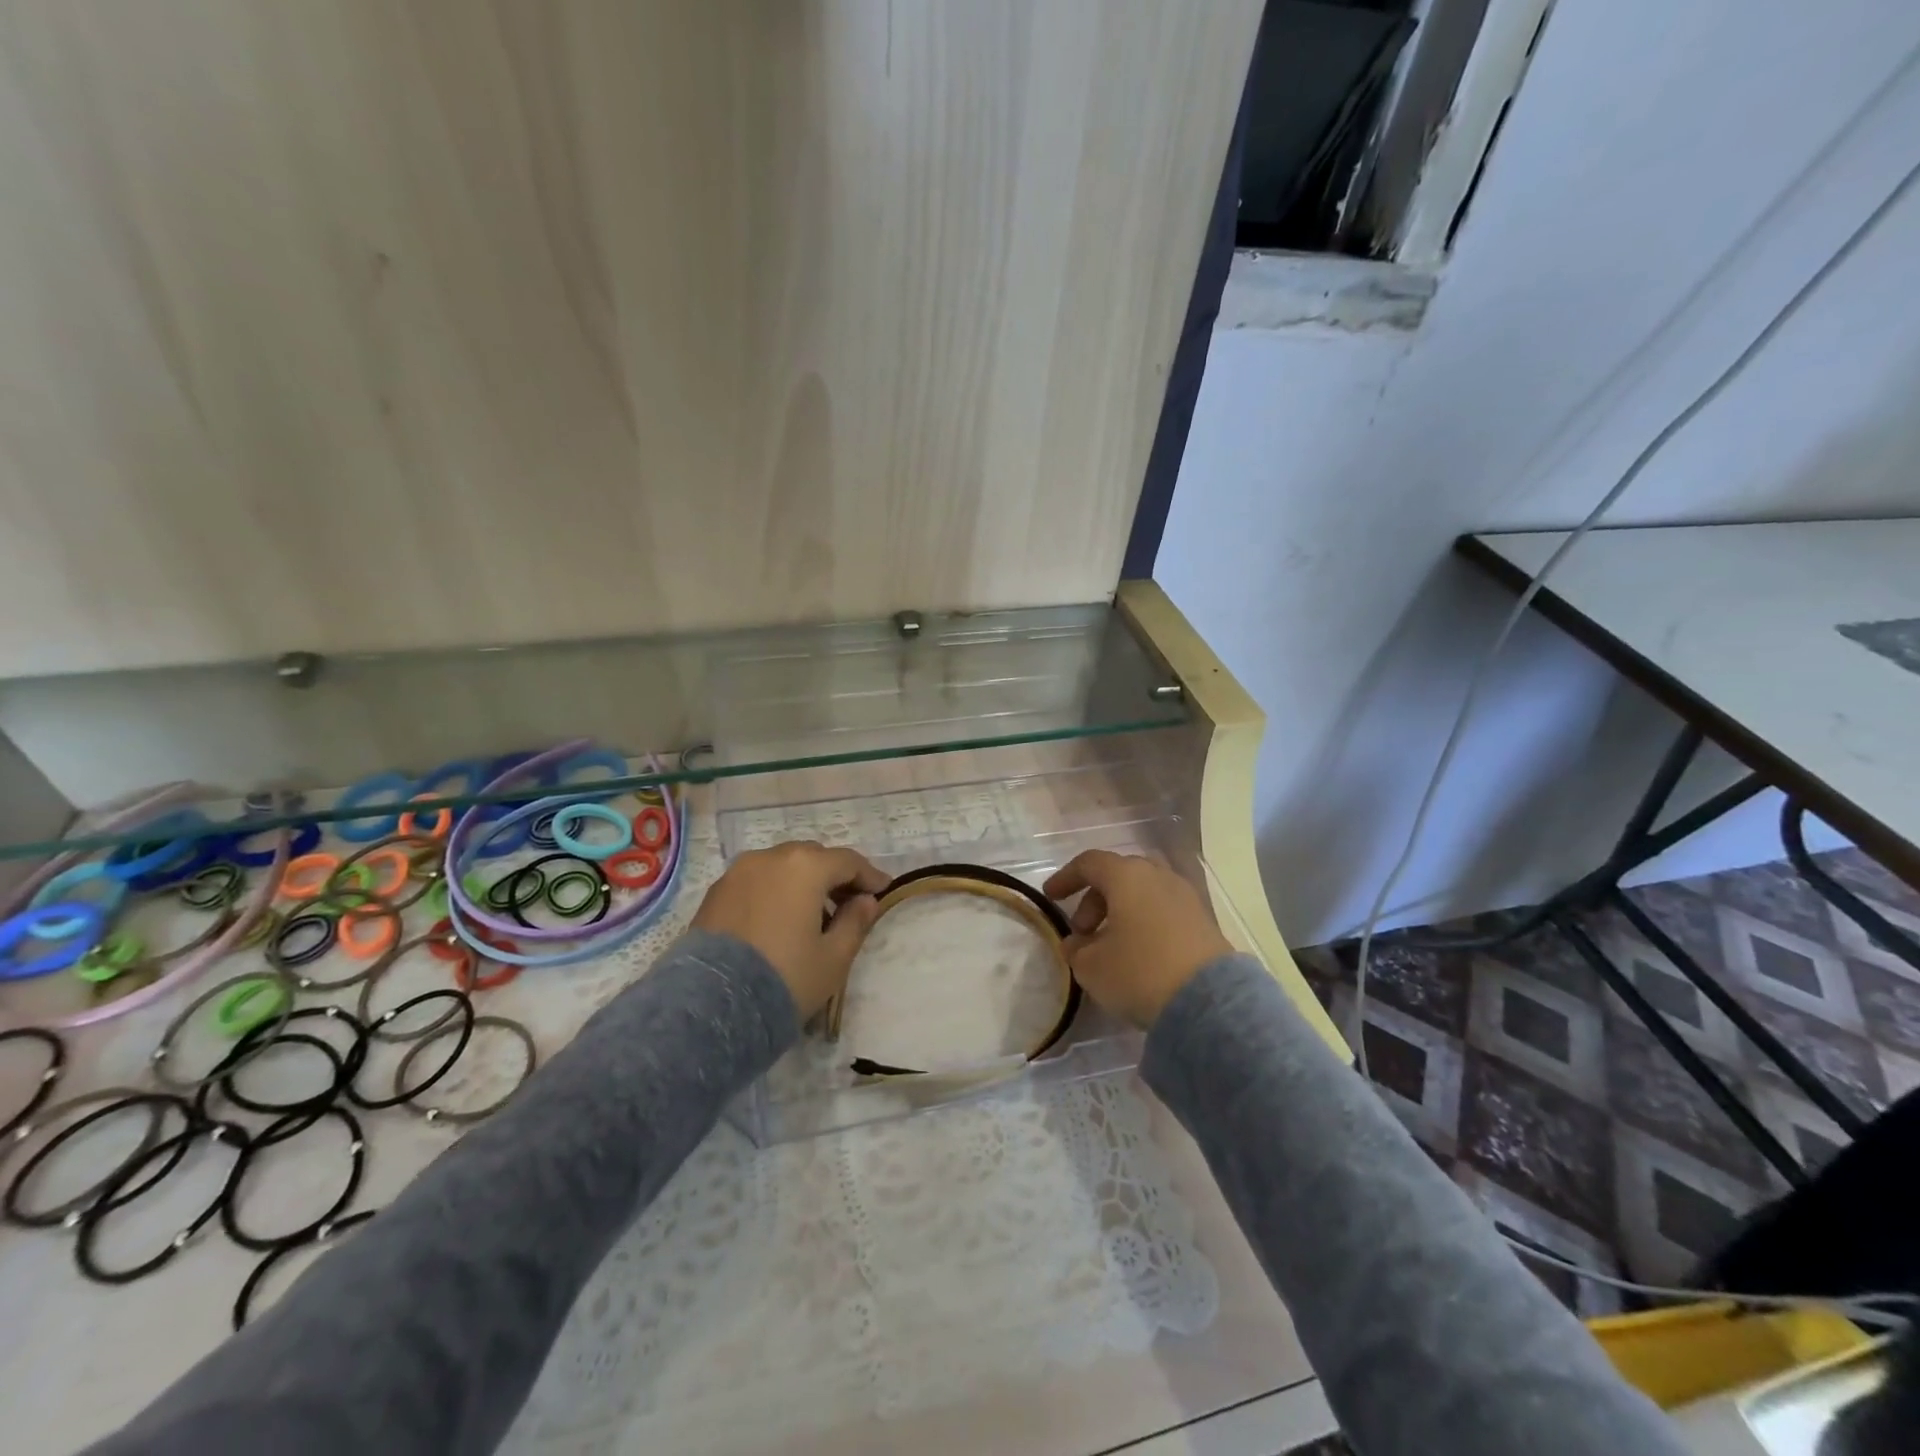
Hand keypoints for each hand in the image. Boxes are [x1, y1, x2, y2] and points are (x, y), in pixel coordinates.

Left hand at [692, 841, 888, 1018]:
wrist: (712, 1005)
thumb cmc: (785, 977)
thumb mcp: (833, 957)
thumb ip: (855, 922)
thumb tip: (865, 901)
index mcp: (805, 866)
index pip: (848, 861)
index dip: (870, 876)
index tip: (884, 891)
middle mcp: (770, 857)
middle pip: (813, 856)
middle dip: (834, 875)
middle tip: (848, 902)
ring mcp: (738, 872)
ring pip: (782, 866)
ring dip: (802, 881)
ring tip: (811, 913)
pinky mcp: (716, 892)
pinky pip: (756, 880)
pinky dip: (774, 890)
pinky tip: (778, 919)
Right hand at [1043, 851, 1232, 1028]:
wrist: (1208, 1002)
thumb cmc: (1139, 972)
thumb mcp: (1091, 966)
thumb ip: (1076, 949)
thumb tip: (1076, 943)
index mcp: (1127, 876)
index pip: (1089, 863)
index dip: (1066, 878)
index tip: (1051, 898)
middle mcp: (1158, 876)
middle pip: (1118, 875)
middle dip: (1094, 899)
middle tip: (1083, 932)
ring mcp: (1185, 896)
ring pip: (1143, 892)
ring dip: (1120, 912)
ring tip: (1110, 946)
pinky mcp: (1203, 920)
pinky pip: (1163, 910)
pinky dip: (1144, 922)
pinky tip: (1139, 954)